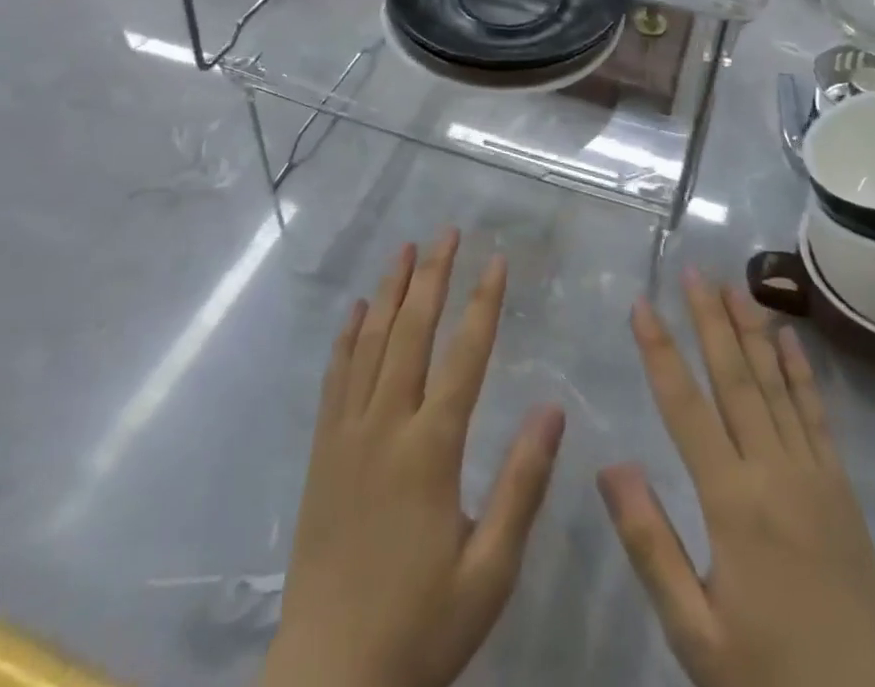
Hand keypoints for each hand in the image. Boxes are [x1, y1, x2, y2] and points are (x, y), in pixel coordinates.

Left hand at [261, 229, 565, 686]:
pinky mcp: (322, 451)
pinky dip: (347, 336)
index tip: (497, 260)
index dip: (482, 303)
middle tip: (446, 232)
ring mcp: (346, 434)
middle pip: (412, 333)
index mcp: (430, 450)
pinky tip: (357, 310)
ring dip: (390, 292)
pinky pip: (335, 377)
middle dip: (432, 276)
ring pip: (371, 343)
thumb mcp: (489, 572)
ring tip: (405, 249)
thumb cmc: (420, 626)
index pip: (464, 356)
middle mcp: (385, 426)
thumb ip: (521, 486)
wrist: (327, 681)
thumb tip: (552, 410)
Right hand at [599, 272, 874, 686]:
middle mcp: (773, 471)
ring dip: (753, 331)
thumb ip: (651, 545)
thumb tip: (611, 465)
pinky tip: (790, 340)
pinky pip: (818, 416)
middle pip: (735, 378)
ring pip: (776, 385)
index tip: (641, 304)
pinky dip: (802, 373)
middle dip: (710, 320)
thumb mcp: (695, 634)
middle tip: (693, 271)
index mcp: (732, 501)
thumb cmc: (772, 679)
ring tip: (735, 286)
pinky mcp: (843, 490)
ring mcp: (815, 475)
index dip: (660, 351)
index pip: (685, 406)